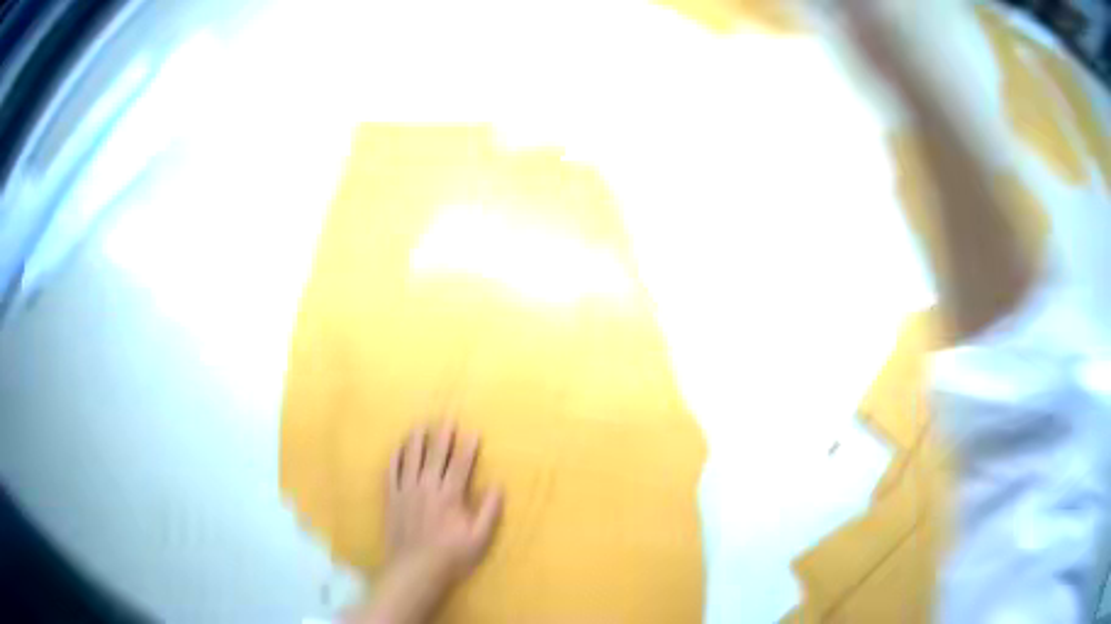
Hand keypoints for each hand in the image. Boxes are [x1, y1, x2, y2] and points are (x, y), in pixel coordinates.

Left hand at [345, 424, 501, 623]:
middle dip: (443, 435)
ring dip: (417, 441)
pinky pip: (391, 473)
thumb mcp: (479, 539)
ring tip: (421, 426)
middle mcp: (427, 487)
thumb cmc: (451, 556)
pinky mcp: (392, 499)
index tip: (473, 432)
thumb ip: (489, 511)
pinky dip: (395, 458)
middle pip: (435, 456)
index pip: (461, 465)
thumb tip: (498, 485)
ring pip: (411, 459)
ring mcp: (406, 491)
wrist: (415, 569)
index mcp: (450, 496)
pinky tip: (397, 448)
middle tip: (447, 418)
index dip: (468, 447)